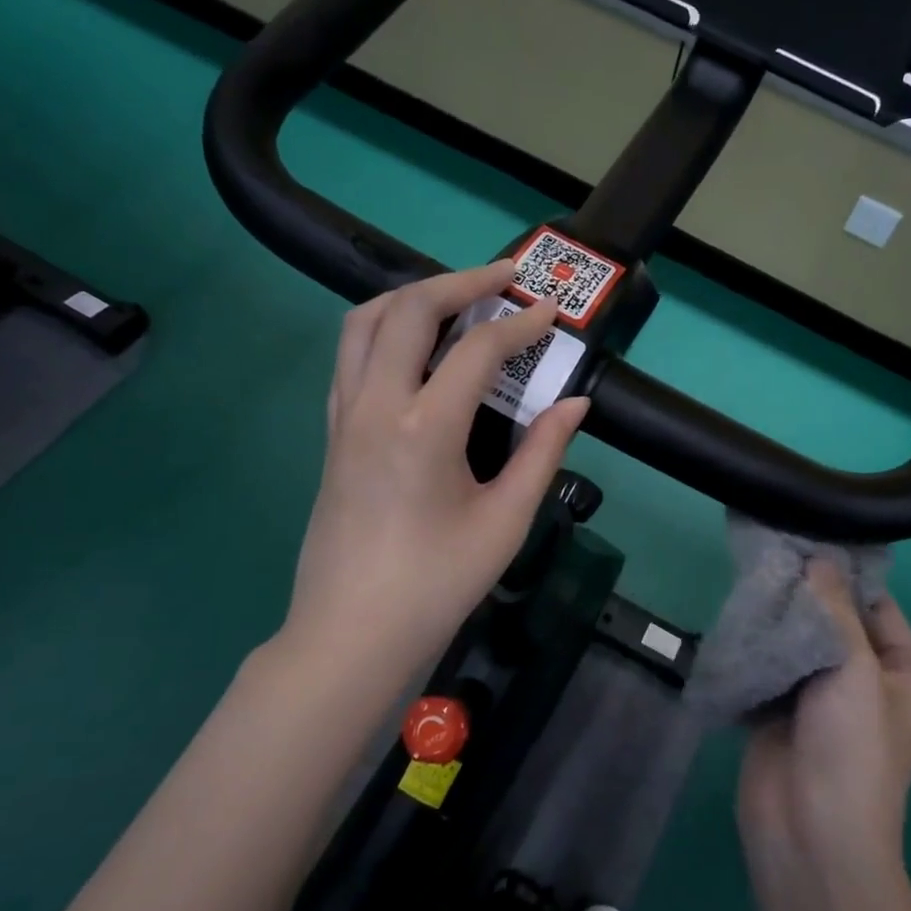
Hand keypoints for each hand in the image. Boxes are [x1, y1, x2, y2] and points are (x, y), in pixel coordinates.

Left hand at [273, 261, 588, 685]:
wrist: (354, 633)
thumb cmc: (438, 583)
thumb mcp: (505, 521)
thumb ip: (543, 452)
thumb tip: (576, 402)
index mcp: (424, 429)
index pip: (477, 351)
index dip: (519, 324)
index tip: (550, 314)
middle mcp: (376, 406)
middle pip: (408, 310)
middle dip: (460, 282)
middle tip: (504, 277)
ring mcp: (344, 416)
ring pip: (365, 322)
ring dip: (412, 296)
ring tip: (456, 297)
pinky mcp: (333, 432)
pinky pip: (351, 355)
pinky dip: (385, 328)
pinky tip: (417, 346)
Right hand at [738, 562, 910, 867]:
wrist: (809, 834)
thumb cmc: (852, 749)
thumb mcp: (855, 670)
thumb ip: (835, 610)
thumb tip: (818, 557)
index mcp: (908, 674)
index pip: (878, 607)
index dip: (846, 575)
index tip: (808, 538)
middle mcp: (869, 682)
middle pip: (835, 622)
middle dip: (804, 594)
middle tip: (769, 553)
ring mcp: (823, 698)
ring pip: (799, 642)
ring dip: (777, 618)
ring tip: (749, 577)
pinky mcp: (783, 712)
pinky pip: (772, 665)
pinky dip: (758, 645)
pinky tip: (737, 616)